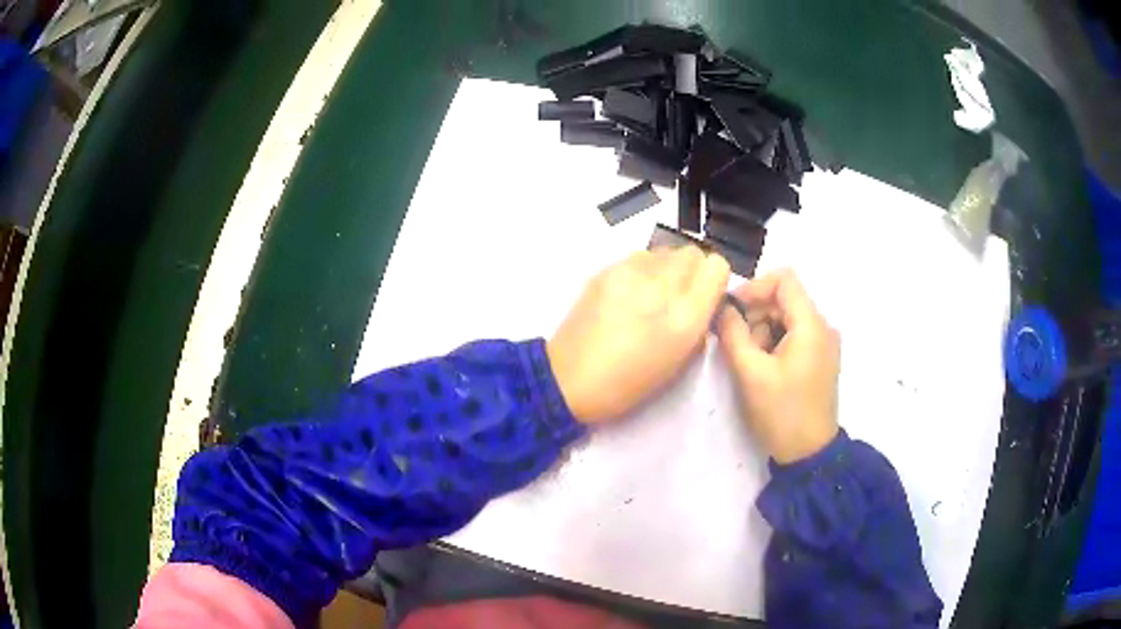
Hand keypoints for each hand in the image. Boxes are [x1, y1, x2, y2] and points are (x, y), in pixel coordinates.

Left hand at [548, 247, 729, 423]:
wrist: (569, 379)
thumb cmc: (628, 383)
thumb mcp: (678, 363)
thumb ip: (699, 325)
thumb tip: (704, 302)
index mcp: (684, 318)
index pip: (716, 267)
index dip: (713, 280)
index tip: (704, 296)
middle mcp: (661, 287)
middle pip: (693, 253)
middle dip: (692, 272)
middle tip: (677, 295)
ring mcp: (630, 274)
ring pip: (666, 251)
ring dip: (667, 268)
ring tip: (651, 294)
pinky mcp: (606, 270)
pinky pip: (639, 257)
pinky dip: (642, 270)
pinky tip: (629, 293)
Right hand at [716, 270, 839, 463]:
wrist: (809, 454)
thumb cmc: (781, 413)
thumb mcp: (751, 373)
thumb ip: (733, 334)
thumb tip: (722, 308)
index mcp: (811, 325)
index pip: (784, 279)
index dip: (754, 287)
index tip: (731, 312)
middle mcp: (823, 326)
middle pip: (784, 298)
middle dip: (755, 314)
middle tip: (734, 343)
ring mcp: (824, 343)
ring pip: (787, 317)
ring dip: (762, 330)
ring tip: (749, 361)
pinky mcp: (820, 359)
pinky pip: (794, 335)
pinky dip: (774, 342)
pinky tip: (763, 368)